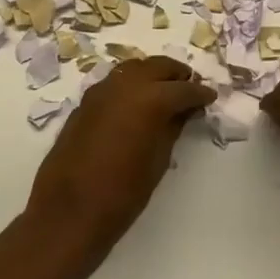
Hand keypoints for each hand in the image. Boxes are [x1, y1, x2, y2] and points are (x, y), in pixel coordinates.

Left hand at [25, 56, 215, 256]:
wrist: (69, 212)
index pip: (183, 88)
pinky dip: (130, 85)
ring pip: (134, 68)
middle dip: (176, 75)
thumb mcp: (159, 161)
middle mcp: (125, 84)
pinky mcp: (85, 101)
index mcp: (150, 98)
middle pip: (157, 66)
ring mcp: (101, 90)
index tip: (210, 96)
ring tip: (164, 92)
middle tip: (190, 88)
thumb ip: (173, 127)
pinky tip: (136, 103)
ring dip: (152, 75)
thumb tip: (185, 111)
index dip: (200, 92)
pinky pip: (114, 82)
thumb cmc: (123, 193)